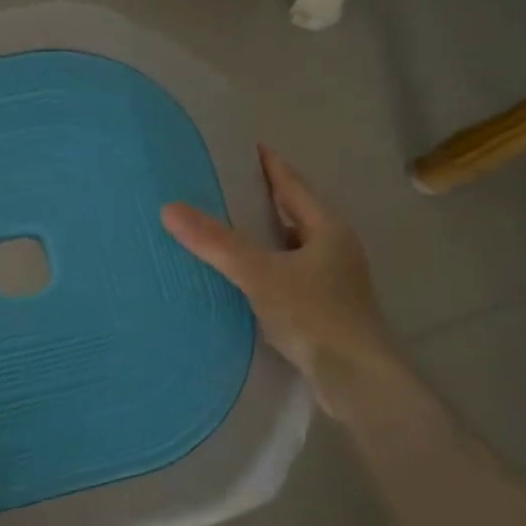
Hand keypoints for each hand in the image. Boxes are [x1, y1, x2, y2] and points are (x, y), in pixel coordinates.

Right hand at [162, 147, 400, 416]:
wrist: (356, 379)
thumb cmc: (314, 316)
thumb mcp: (260, 274)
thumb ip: (216, 243)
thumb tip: (170, 208)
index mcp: (327, 229)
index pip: (293, 184)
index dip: (269, 164)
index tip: (246, 147)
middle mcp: (334, 248)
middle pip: (294, 213)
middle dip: (263, 199)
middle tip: (224, 186)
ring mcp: (332, 280)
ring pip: (291, 246)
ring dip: (264, 236)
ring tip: (226, 228)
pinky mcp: (323, 308)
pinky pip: (288, 273)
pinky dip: (266, 266)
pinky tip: (242, 277)